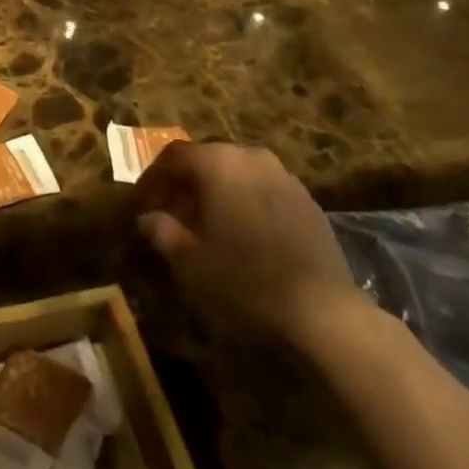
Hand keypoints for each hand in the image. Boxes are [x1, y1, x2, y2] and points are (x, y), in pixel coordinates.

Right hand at [136, 141, 366, 347]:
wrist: (324, 312)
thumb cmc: (245, 280)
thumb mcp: (190, 263)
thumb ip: (162, 232)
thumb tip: (148, 218)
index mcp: (218, 162)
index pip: (174, 157)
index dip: (154, 179)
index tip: (143, 205)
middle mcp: (250, 156)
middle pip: (207, 161)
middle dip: (185, 186)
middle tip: (172, 217)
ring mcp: (283, 176)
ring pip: (237, 175)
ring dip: (217, 195)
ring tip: (207, 228)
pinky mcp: (307, 200)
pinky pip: (263, 191)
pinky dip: (245, 204)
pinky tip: (244, 238)